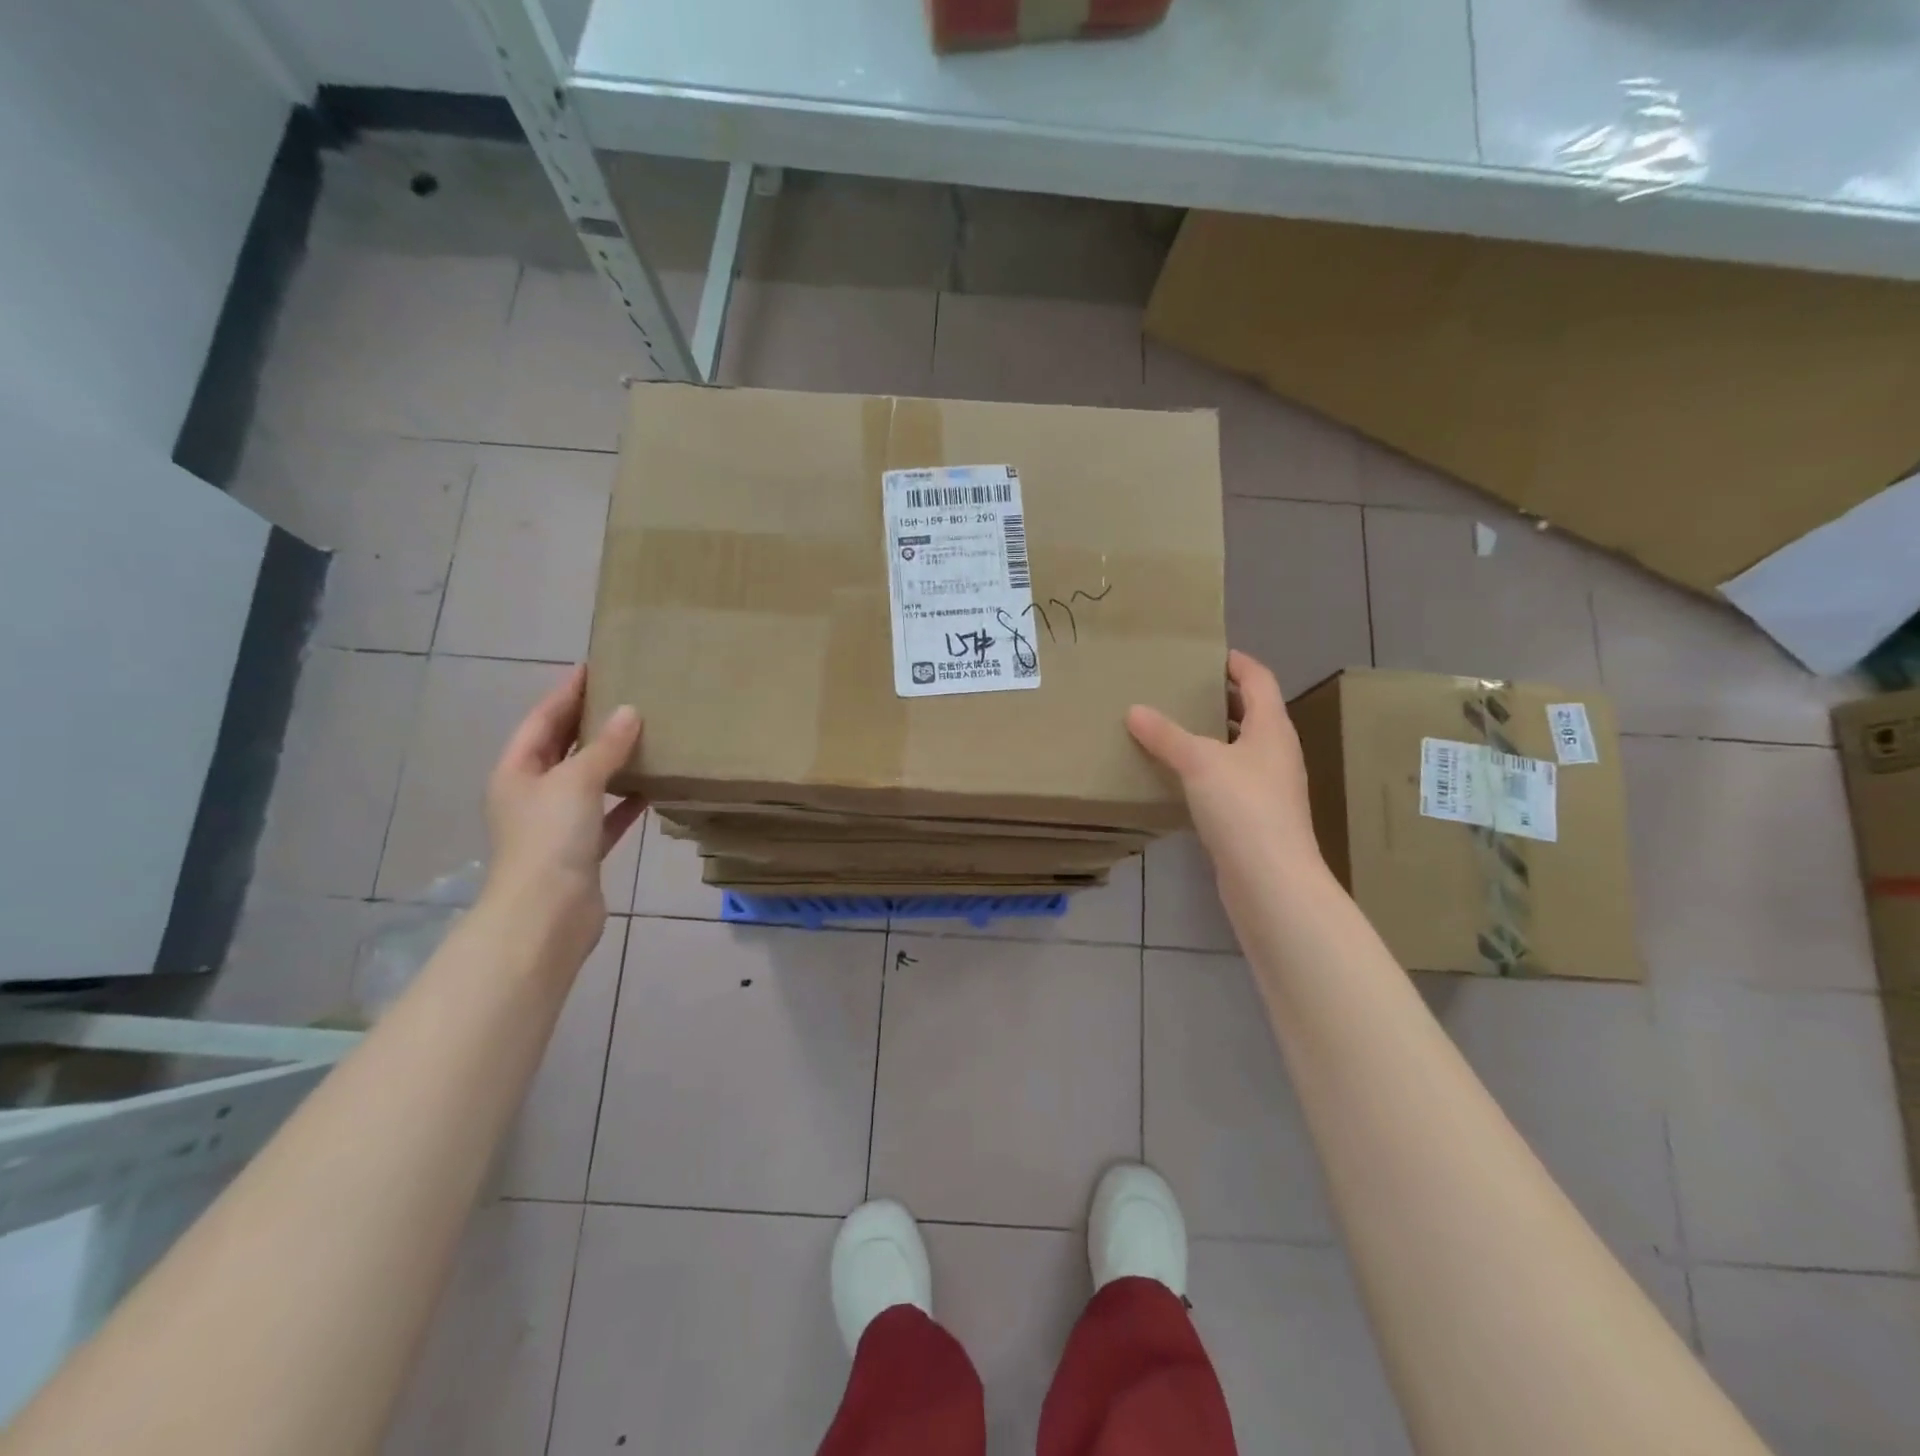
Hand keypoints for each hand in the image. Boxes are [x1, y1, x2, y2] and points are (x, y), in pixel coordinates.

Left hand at [483, 666, 645, 955]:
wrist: (547, 913)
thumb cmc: (551, 838)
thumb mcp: (577, 782)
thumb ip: (605, 747)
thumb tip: (630, 712)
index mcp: (517, 772)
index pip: (542, 720)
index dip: (566, 693)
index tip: (594, 667)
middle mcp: (532, 794)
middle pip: (562, 749)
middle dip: (589, 723)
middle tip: (624, 695)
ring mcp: (556, 824)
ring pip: (587, 782)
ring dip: (611, 761)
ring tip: (643, 735)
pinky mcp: (581, 850)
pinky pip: (606, 815)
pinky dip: (625, 801)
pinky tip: (651, 788)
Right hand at [1127, 650, 1326, 909]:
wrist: (1271, 880)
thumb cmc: (1243, 807)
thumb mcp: (1199, 762)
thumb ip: (1166, 735)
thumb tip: (1134, 710)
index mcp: (1272, 729)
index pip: (1258, 680)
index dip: (1236, 662)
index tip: (1206, 654)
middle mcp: (1276, 753)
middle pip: (1251, 713)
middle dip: (1219, 698)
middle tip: (1179, 689)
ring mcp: (1268, 787)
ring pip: (1239, 748)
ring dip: (1211, 735)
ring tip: (1171, 727)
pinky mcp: (1255, 817)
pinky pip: (1229, 779)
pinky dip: (1206, 769)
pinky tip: (1178, 776)